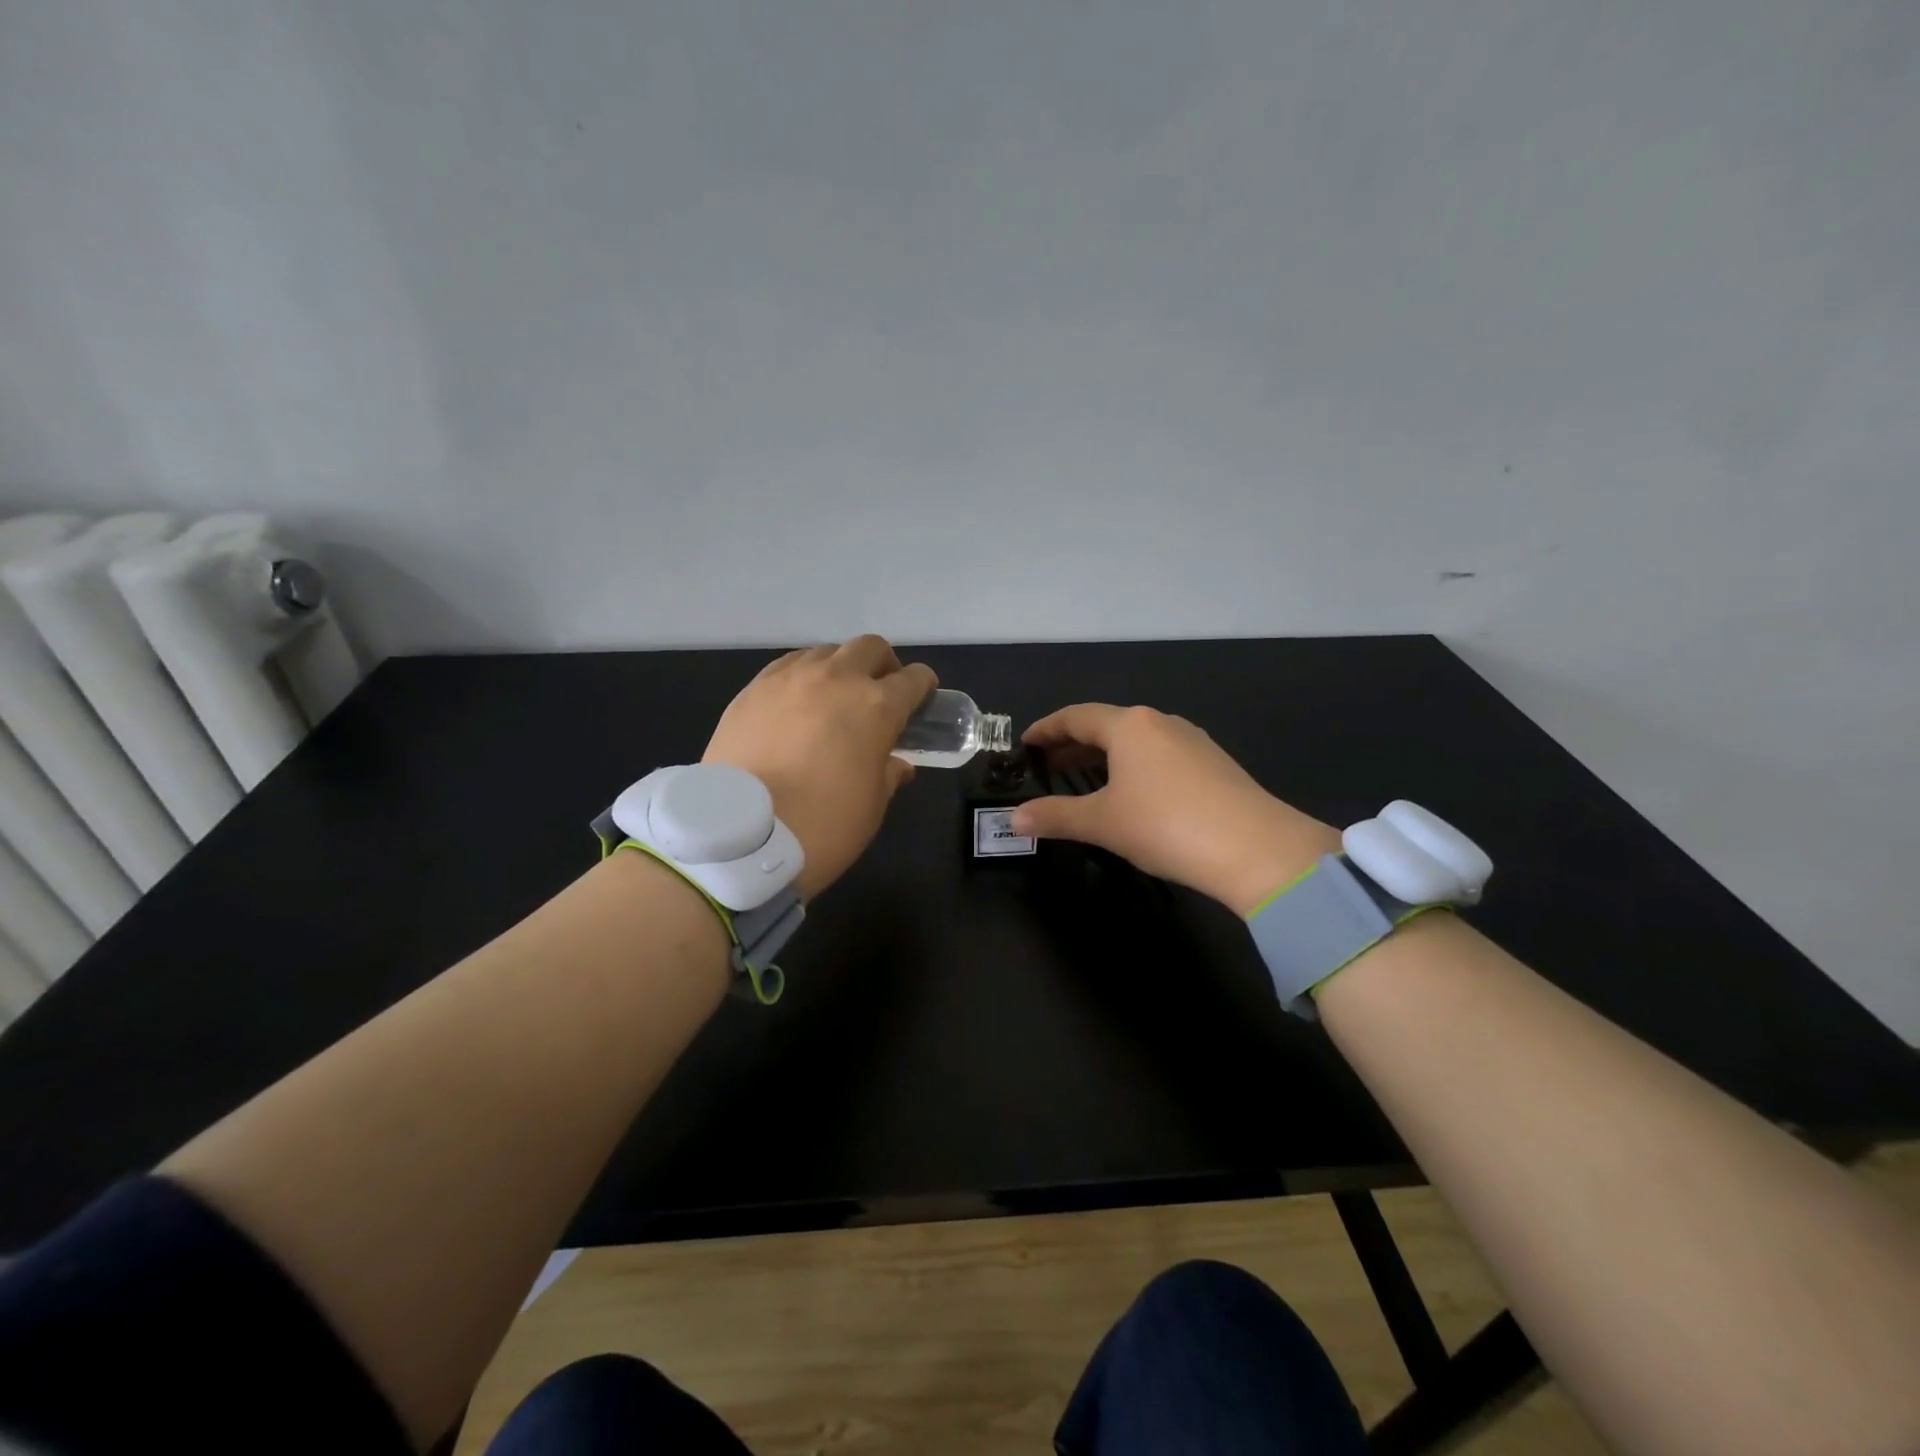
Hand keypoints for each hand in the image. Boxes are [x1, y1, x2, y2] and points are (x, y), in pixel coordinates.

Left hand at [703, 636, 935, 899]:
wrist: (739, 834)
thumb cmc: (822, 825)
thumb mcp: (871, 807)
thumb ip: (888, 775)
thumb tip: (897, 764)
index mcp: (876, 707)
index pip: (913, 679)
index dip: (923, 687)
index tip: (922, 698)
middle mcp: (836, 679)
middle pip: (869, 648)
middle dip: (883, 664)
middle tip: (880, 692)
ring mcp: (790, 679)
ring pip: (826, 652)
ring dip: (840, 668)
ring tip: (833, 698)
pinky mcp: (753, 689)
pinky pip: (788, 666)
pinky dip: (803, 677)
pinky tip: (796, 703)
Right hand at [1011, 704, 1339, 915]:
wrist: (1256, 849)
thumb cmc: (1166, 825)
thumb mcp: (1102, 822)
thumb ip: (1055, 817)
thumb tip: (1014, 819)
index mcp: (1129, 725)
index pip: (1075, 716)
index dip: (1046, 729)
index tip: (1025, 744)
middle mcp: (1160, 722)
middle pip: (1106, 725)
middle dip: (1073, 744)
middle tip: (1047, 766)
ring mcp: (1191, 740)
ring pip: (1135, 740)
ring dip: (1104, 755)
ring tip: (1084, 779)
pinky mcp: (1213, 763)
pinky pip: (1159, 754)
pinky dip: (1133, 766)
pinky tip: (1132, 792)